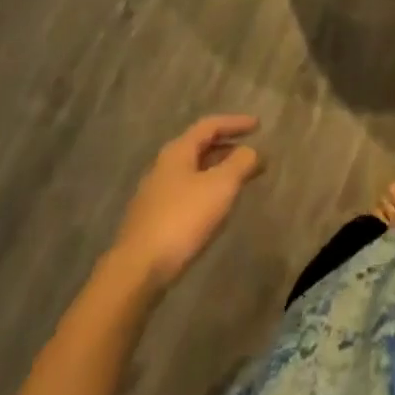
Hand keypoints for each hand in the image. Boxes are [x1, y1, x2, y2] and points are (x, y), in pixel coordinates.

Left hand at [111, 115, 263, 290]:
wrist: (136, 272)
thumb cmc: (182, 220)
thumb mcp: (220, 187)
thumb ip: (240, 163)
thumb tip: (252, 151)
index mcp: (178, 151)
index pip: (210, 125)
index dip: (235, 122)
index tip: (258, 125)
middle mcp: (163, 166)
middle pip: (200, 148)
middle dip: (228, 148)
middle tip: (252, 155)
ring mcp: (155, 194)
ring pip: (193, 172)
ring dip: (218, 171)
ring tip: (239, 182)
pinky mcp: (152, 220)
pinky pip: (186, 194)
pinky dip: (206, 192)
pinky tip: (215, 209)